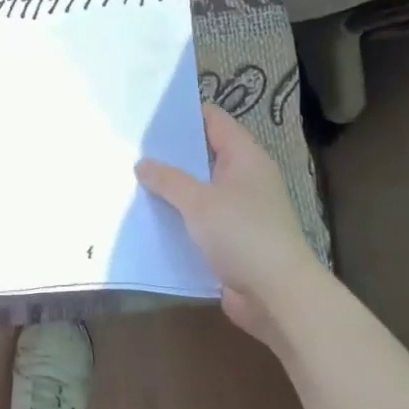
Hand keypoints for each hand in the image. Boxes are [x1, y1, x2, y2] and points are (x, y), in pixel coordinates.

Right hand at [136, 105, 323, 344]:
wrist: (277, 295)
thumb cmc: (242, 235)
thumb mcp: (199, 201)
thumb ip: (168, 179)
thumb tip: (143, 163)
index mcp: (245, 158)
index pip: (214, 120)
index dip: (184, 113)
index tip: (148, 113)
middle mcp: (245, 179)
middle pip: (205, 154)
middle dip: (171, 152)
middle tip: (131, 146)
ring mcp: (241, 210)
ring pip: (200, 189)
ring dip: (173, 188)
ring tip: (132, 180)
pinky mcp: (233, 239)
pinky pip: (200, 219)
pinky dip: (179, 217)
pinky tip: (150, 218)